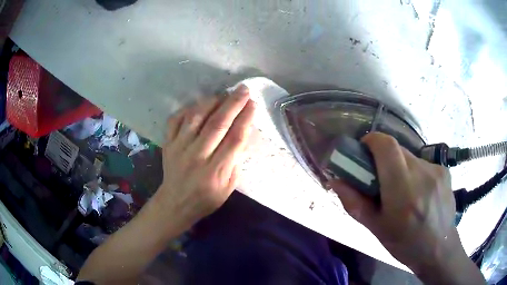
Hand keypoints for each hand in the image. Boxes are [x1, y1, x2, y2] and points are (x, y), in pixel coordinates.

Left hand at [152, 85, 255, 232]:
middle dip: (233, 104)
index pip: (234, 139)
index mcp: (215, 171)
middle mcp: (197, 156)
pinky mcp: (168, 143)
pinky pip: (176, 119)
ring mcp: (179, 148)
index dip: (245, 119)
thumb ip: (235, 161)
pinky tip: (199, 105)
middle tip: (243, 89)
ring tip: (223, 94)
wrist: (176, 202)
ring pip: (196, 117)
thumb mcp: (229, 187)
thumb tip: (241, 133)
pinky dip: (188, 109)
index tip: (253, 104)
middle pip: (217, 124)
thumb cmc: (207, 198)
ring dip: (211, 102)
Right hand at [331, 132, 459, 269]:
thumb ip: (354, 203)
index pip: (386, 145)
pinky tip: (418, 193)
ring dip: (400, 167)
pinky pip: (423, 164)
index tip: (364, 152)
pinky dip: (415, 172)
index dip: (372, 141)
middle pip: (397, 149)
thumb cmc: (405, 244)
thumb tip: (335, 181)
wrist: (439, 249)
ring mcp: (436, 170)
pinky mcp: (444, 171)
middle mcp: (422, 174)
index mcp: (402, 190)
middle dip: (384, 158)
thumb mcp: (376, 228)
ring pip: (410, 157)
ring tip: (401, 190)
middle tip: (380, 179)